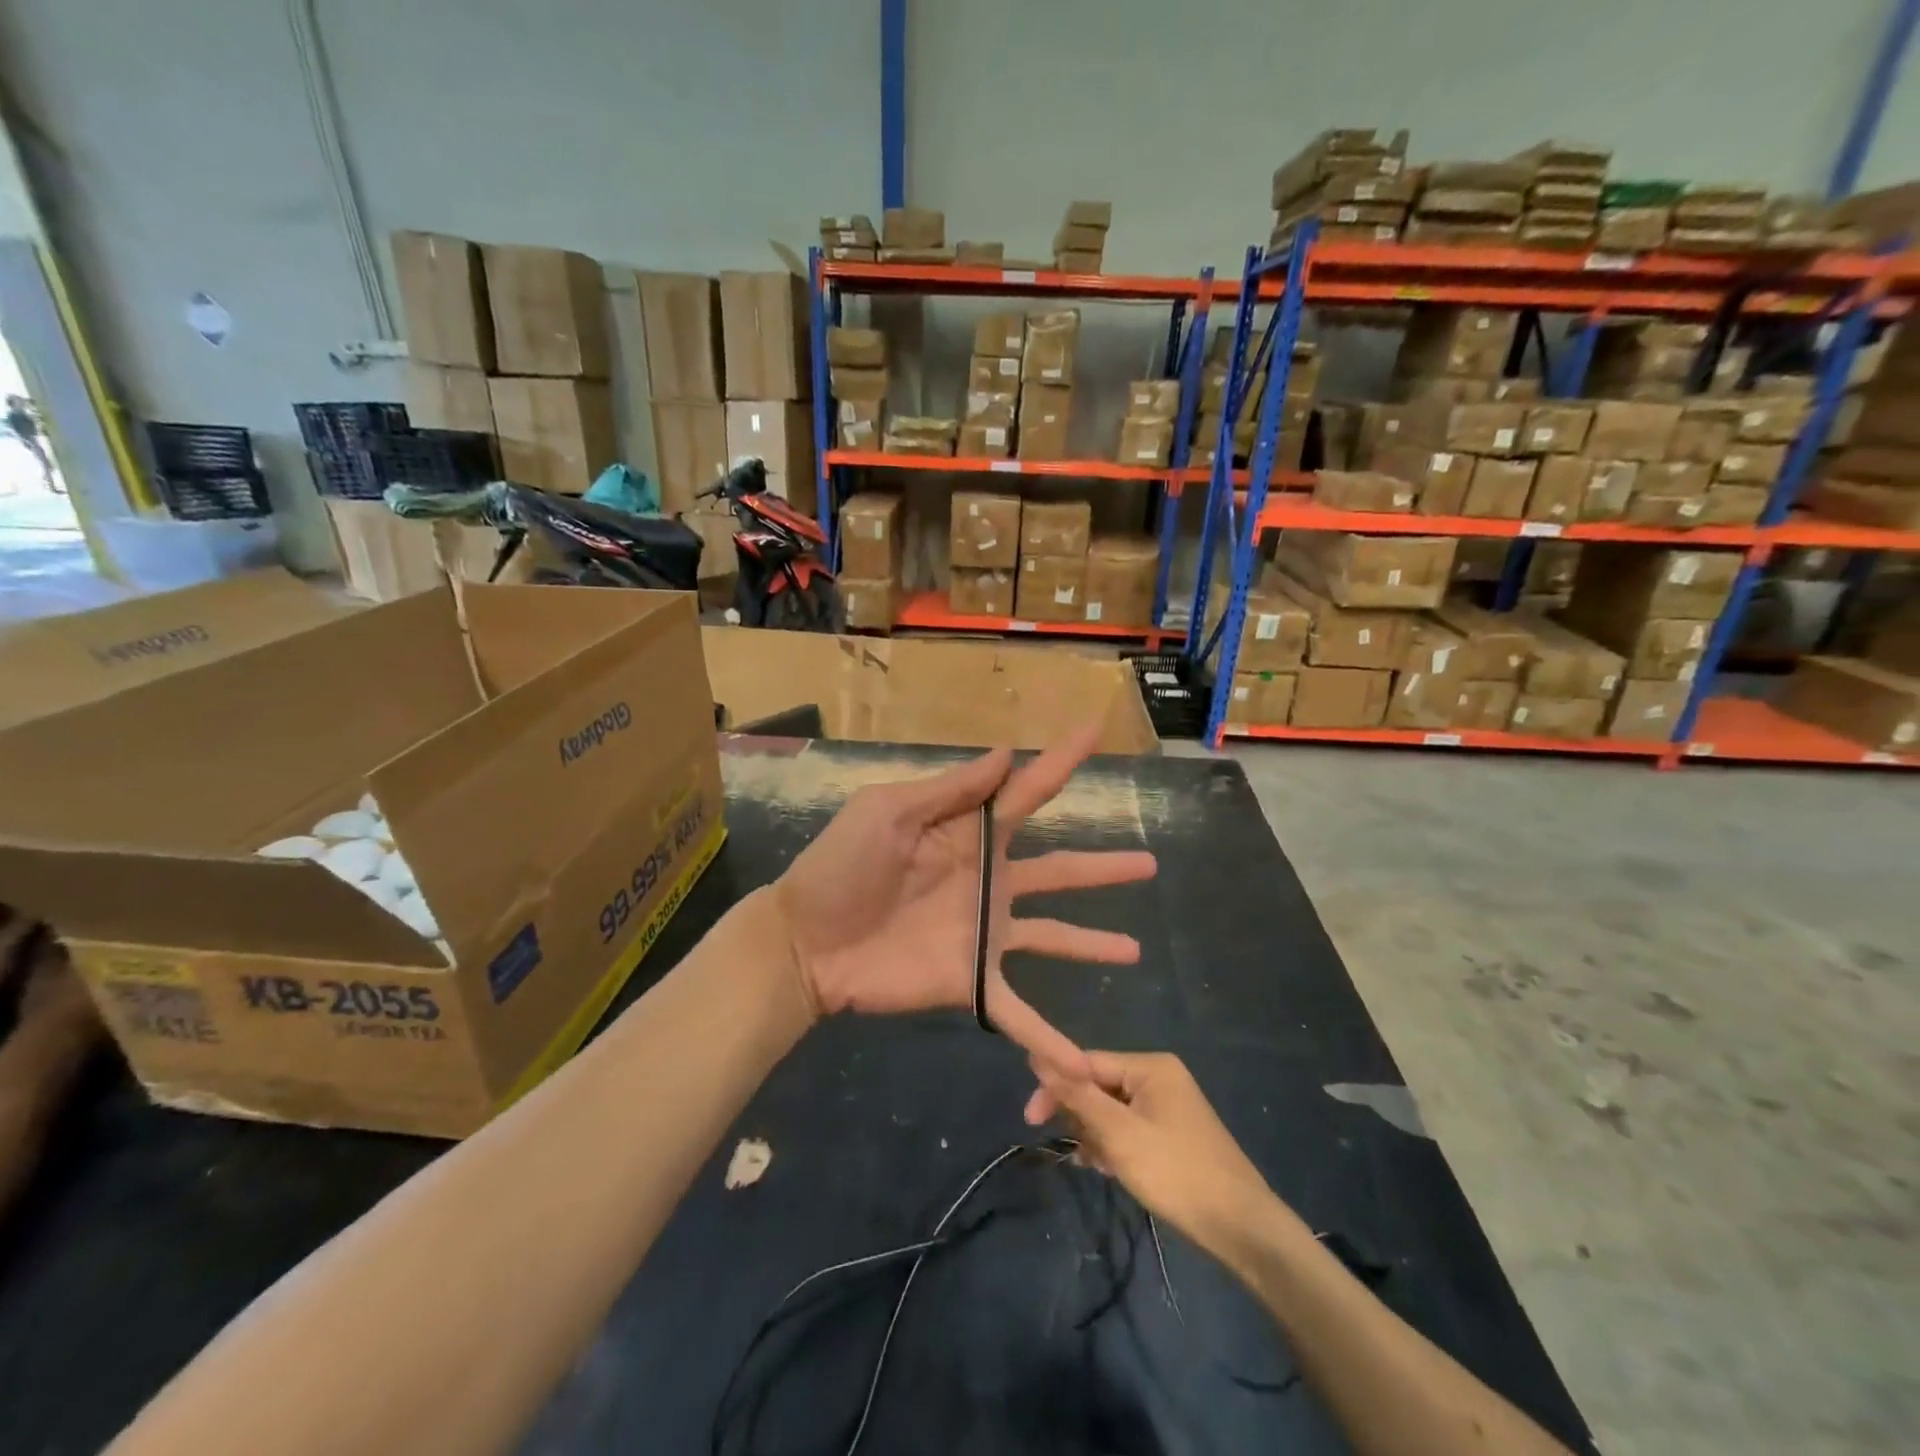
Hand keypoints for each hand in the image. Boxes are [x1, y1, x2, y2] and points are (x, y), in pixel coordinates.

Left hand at [773, 721, 1155, 1074]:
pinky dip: (1051, 1040)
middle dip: (1103, 867)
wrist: (805, 941)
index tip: (1095, 732)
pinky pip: (1020, 1013)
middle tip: (1149, 863)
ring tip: (1134, 949)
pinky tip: (1085, 1066)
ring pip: (1054, 936)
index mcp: (969, 834)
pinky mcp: (972, 980)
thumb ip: (951, 789)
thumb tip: (1006, 752)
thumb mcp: (890, 811)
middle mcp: (988, 881)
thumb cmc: (842, 866)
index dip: (1062, 762)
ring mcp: (984, 934)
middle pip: (1060, 869)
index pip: (1027, 792)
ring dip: (1093, 943)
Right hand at [1026, 1051, 1279, 1265]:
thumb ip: (1077, 1095)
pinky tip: (1108, 1169)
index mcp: (1150, 1066)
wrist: (1242, 1227)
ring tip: (1097, 1165)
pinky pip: (1129, 1128)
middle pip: (1099, 1085)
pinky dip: (1114, 1146)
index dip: (1056, 1087)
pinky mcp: (1172, 1133)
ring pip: (1112, 1110)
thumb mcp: (1118, 1134)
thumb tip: (1037, 1056)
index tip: (1030, 1119)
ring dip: (1096, 1135)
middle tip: (1075, 1151)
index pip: (1087, 1062)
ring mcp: (1168, 1106)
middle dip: (1081, 1117)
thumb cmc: (1176, 1172)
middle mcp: (1159, 1077)